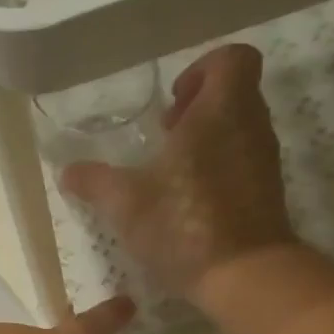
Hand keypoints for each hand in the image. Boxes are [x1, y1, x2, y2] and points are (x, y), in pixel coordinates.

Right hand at [60, 44, 295, 297]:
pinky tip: (187, 202)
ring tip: (169, 173)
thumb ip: (94, 182)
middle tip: (164, 137)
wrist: (245, 275)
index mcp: (222, 110)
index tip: (171, 103)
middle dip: (197, 108)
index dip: (201, 69)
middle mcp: (251, 126)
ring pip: (238, 129)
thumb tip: (66, 171)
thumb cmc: (185, 224)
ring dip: (206, 140)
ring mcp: (264, 161)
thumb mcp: (126, 203)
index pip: (232, 58)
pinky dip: (217, 169)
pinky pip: (242, 162)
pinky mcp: (266, 193)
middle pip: (234, 93)